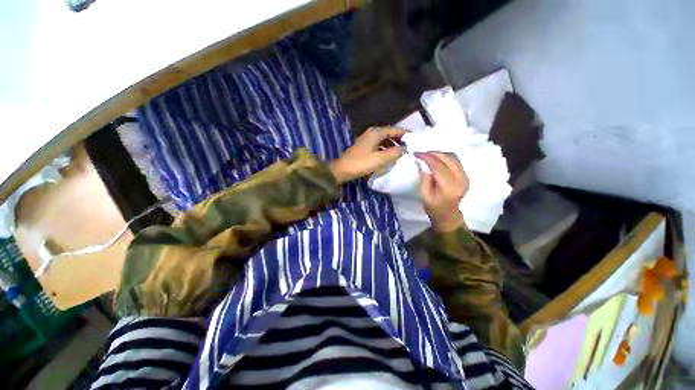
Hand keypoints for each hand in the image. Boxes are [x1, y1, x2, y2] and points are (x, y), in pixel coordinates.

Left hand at [329, 127, 406, 183]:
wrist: (342, 170)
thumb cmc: (361, 163)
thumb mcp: (379, 159)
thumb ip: (394, 153)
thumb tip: (404, 149)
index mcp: (375, 133)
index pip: (394, 130)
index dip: (404, 133)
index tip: (414, 137)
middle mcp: (371, 133)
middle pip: (389, 134)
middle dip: (399, 139)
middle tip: (409, 146)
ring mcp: (366, 140)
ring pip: (383, 140)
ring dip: (392, 145)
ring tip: (401, 152)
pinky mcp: (364, 148)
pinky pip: (378, 146)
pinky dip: (385, 149)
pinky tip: (388, 156)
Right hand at [416, 152, 469, 231]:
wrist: (448, 215)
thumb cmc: (433, 208)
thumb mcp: (424, 195)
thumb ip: (424, 179)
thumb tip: (422, 163)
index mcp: (449, 186)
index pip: (438, 165)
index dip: (426, 157)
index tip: (416, 154)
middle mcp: (461, 179)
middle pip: (448, 158)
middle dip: (433, 153)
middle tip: (421, 154)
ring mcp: (465, 176)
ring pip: (453, 157)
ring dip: (439, 154)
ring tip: (428, 156)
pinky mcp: (465, 175)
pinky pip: (455, 160)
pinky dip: (445, 157)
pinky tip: (436, 160)